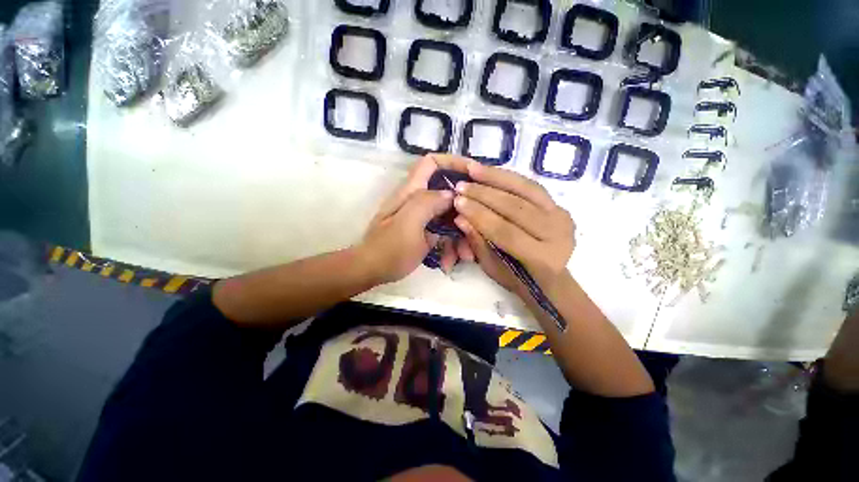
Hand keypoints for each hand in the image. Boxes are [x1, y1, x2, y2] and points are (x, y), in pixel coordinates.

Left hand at [359, 155, 474, 283]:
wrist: (371, 271)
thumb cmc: (389, 249)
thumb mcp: (408, 224)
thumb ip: (428, 203)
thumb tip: (451, 194)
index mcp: (412, 191)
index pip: (432, 162)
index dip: (453, 162)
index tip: (474, 174)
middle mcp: (419, 200)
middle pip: (449, 194)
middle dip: (465, 209)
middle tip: (477, 227)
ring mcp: (424, 218)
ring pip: (450, 217)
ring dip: (460, 235)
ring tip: (465, 257)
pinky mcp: (426, 233)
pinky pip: (445, 234)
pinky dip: (451, 247)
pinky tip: (449, 263)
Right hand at [434, 155, 575, 295]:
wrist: (550, 278)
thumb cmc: (518, 279)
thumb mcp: (493, 267)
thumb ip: (478, 242)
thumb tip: (460, 218)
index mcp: (542, 258)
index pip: (505, 231)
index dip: (479, 215)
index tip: (457, 202)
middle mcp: (557, 233)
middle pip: (516, 207)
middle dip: (484, 195)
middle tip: (460, 186)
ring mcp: (561, 215)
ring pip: (525, 190)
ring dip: (496, 178)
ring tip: (472, 170)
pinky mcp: (559, 204)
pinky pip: (531, 185)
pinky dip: (508, 177)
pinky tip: (490, 171)